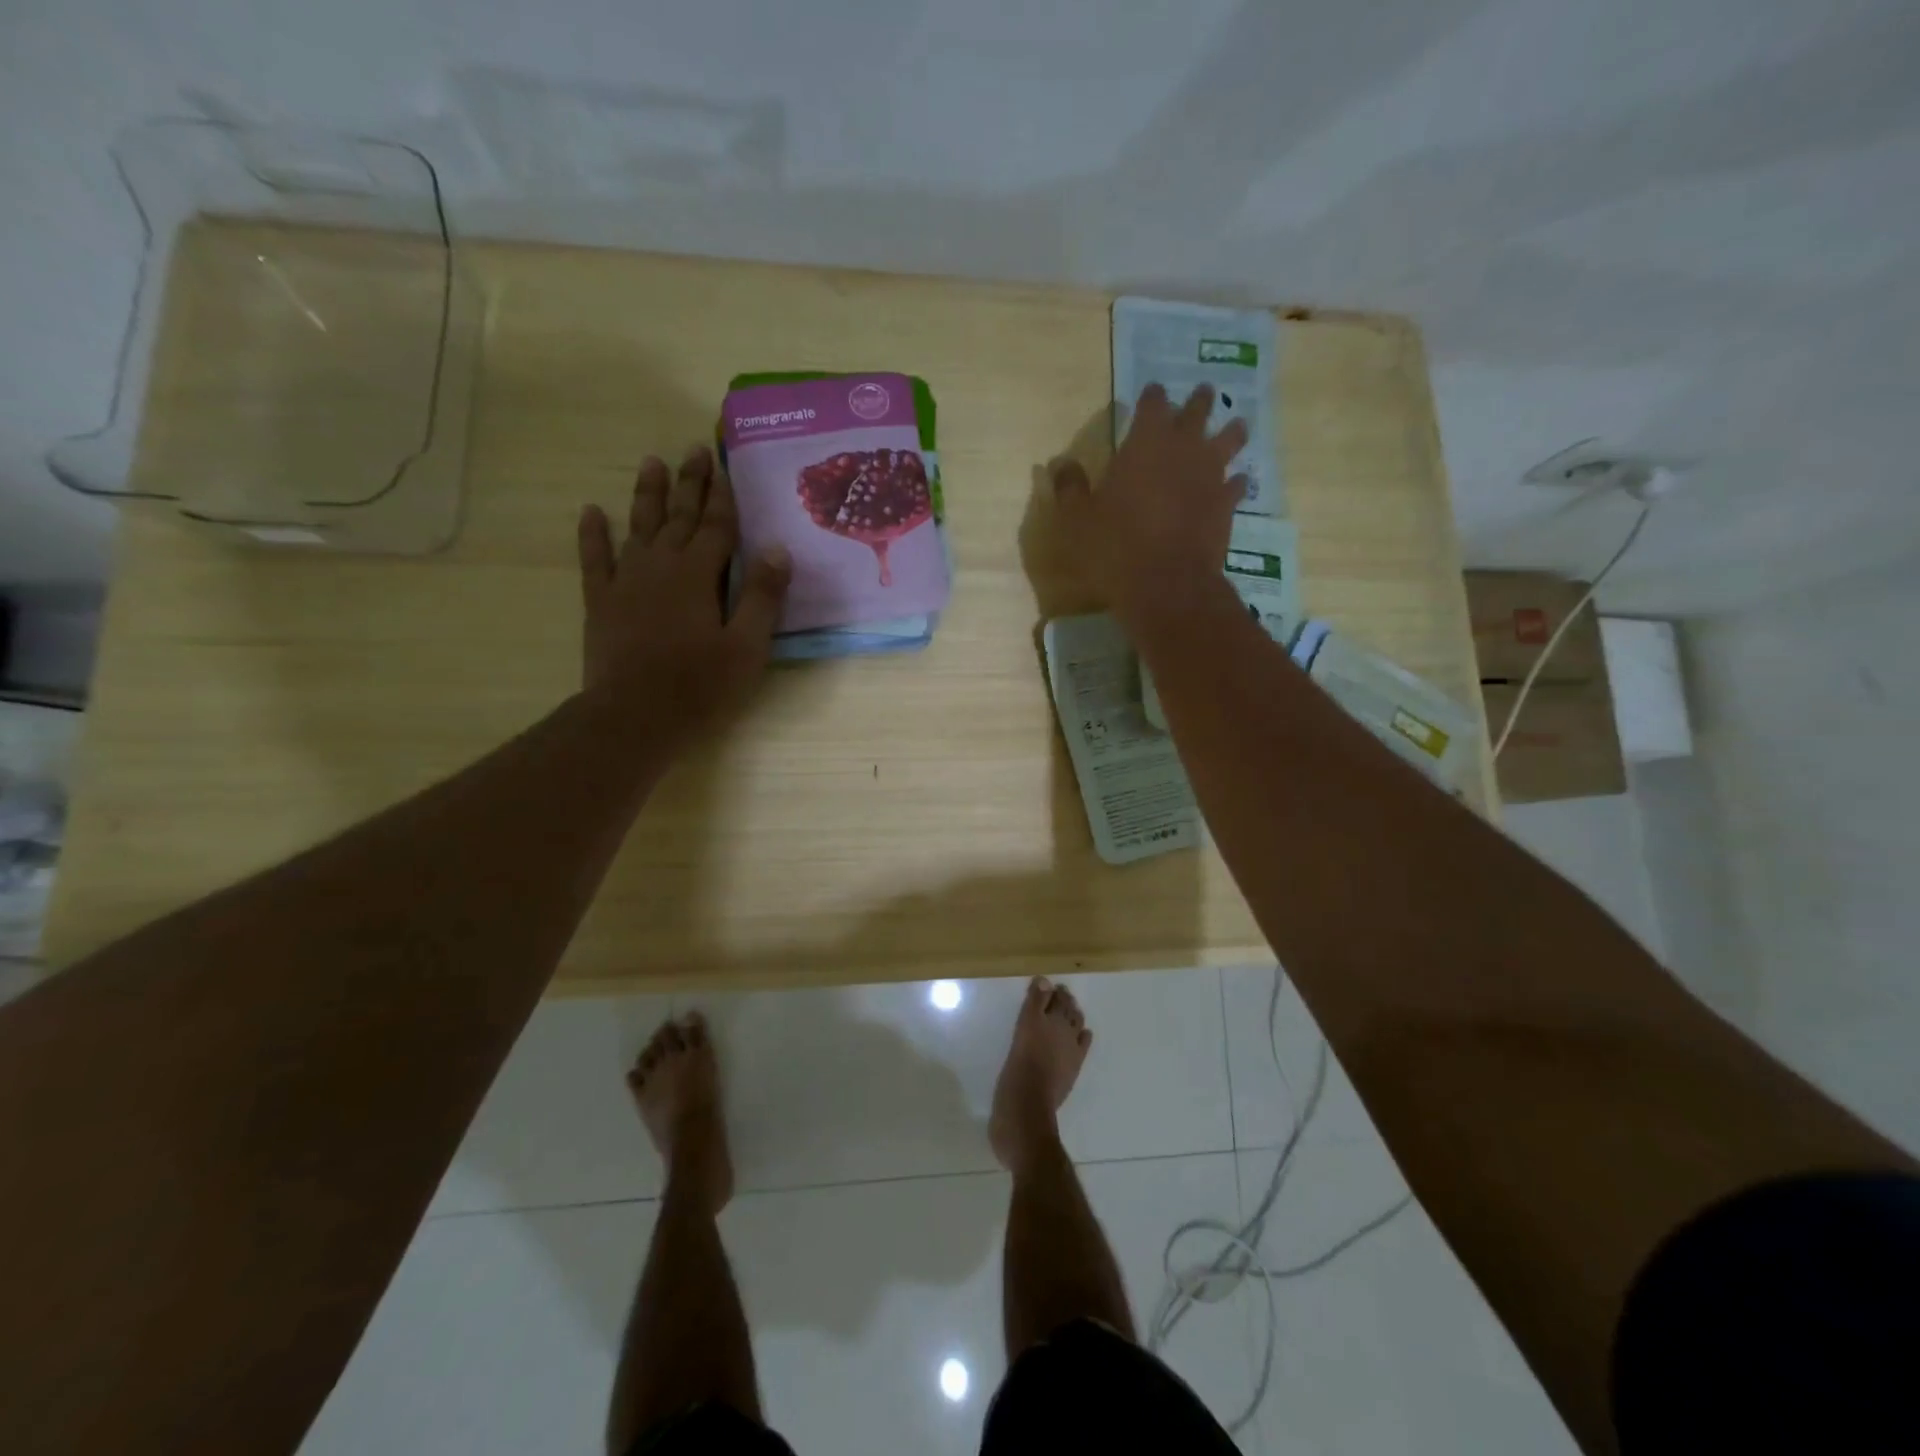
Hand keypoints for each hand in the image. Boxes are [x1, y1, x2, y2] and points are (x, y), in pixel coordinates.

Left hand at [577, 446, 789, 750]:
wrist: (635, 716)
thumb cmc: (700, 685)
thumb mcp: (747, 646)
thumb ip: (762, 596)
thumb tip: (777, 548)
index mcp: (699, 575)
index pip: (717, 527)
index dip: (724, 497)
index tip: (725, 465)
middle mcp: (662, 566)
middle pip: (679, 516)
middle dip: (689, 483)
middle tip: (694, 449)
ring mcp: (627, 581)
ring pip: (639, 526)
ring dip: (647, 494)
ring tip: (651, 462)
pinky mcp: (602, 601)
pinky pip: (595, 559)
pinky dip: (593, 534)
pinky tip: (592, 512)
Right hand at [1050, 383, 1247, 630]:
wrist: (1165, 584)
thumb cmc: (1114, 546)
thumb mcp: (1076, 519)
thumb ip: (1070, 487)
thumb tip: (1060, 465)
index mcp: (1145, 442)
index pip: (1152, 403)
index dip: (1152, 396)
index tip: (1151, 393)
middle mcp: (1184, 448)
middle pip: (1198, 411)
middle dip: (1198, 401)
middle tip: (1202, 393)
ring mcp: (1211, 476)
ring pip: (1229, 440)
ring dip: (1230, 431)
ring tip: (1234, 426)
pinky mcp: (1226, 505)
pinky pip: (1237, 485)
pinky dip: (1235, 481)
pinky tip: (1236, 482)